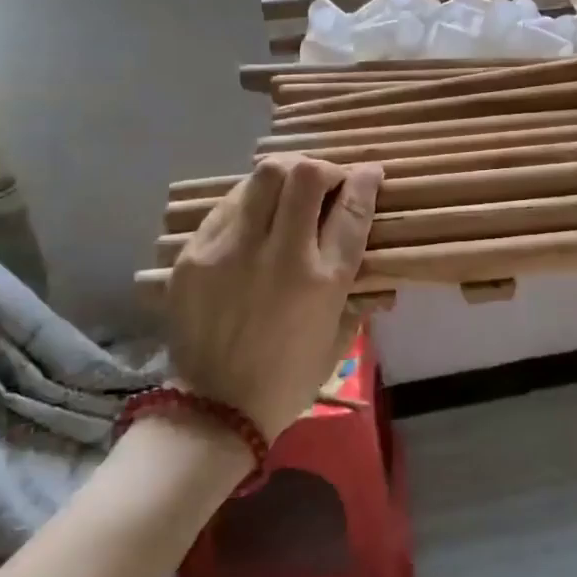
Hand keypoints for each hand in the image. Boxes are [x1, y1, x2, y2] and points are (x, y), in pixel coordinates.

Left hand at [166, 155, 381, 440]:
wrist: (214, 408)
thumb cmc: (287, 380)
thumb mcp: (338, 342)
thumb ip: (359, 300)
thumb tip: (380, 278)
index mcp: (323, 281)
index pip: (352, 210)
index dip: (365, 181)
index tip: (369, 172)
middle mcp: (281, 255)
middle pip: (306, 175)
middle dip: (324, 168)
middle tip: (325, 182)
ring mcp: (233, 250)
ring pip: (263, 176)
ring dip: (285, 175)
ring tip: (288, 192)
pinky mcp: (196, 253)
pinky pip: (229, 205)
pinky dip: (250, 202)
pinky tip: (253, 219)